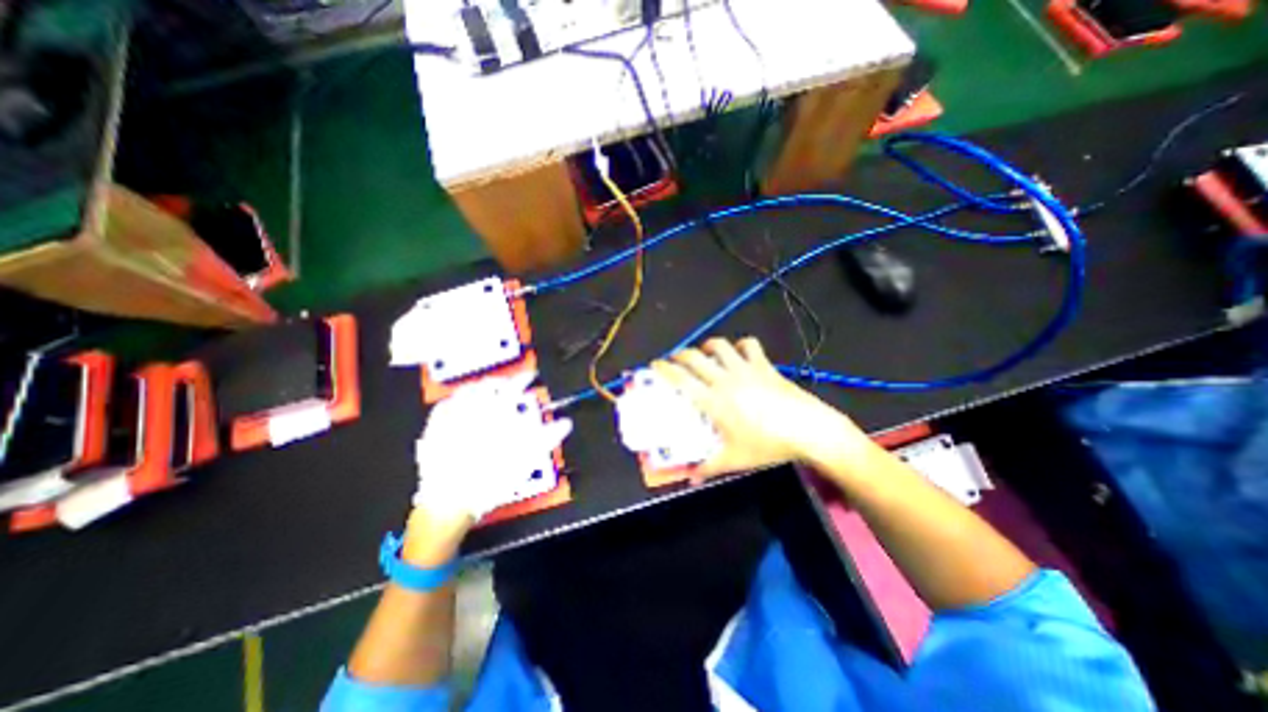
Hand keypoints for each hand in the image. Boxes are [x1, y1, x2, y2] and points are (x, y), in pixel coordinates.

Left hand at [412, 371, 575, 557]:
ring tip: (486, 389)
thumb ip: (547, 438)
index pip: (514, 386)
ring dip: (480, 387)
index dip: (525, 378)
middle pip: (489, 385)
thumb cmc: (492, 477)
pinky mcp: (434, 429)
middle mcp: (474, 409)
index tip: (531, 376)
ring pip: (466, 391)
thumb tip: (565, 423)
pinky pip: (444, 405)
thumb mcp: (526, 459)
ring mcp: (451, 417)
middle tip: (509, 384)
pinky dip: (454, 399)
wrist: (451, 499)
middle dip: (502, 382)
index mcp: (497, 413)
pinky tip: (457, 402)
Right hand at [654, 337, 873, 477]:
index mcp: (713, 400)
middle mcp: (725, 379)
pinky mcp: (764, 365)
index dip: (664, 368)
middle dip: (681, 354)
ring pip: (720, 346)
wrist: (809, 430)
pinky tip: (740, 352)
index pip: (681, 379)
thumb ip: (710, 468)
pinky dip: (741, 345)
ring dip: (708, 346)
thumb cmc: (768, 446)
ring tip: (705, 353)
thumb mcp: (736, 460)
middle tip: (675, 359)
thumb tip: (691, 479)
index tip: (654, 364)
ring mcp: (746, 369)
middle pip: (695, 357)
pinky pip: (750, 346)